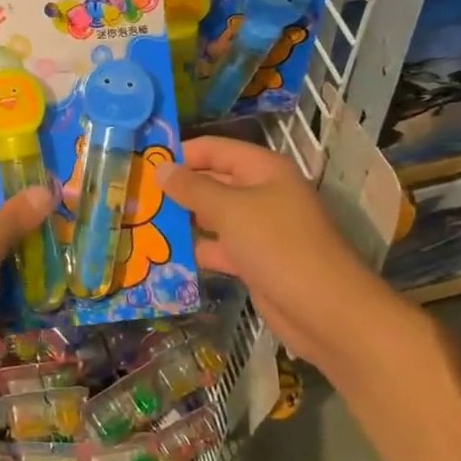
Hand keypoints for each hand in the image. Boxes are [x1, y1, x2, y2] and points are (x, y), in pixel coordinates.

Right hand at [157, 137, 377, 353]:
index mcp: (263, 170)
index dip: (181, 153)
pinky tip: (164, 255)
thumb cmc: (279, 246)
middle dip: (177, 189)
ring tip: (140, 223)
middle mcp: (262, 193)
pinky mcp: (255, 260)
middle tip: (134, 195)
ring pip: (213, 217)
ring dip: (183, 221)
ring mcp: (259, 228)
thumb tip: (161, 168)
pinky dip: (197, 250)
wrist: (326, 311)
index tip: (142, 163)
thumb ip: (193, 188)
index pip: (214, 149)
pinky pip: (219, 247)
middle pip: (212, 182)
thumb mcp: (230, 210)